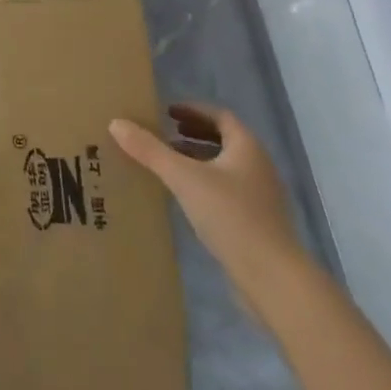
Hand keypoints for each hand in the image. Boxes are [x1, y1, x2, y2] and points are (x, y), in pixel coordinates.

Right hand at [110, 103, 307, 300]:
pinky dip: (205, 184)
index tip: (167, 112)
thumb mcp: (184, 178)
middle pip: (224, 140)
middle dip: (194, 134)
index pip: (220, 116)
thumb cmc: (231, 216)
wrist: (273, 279)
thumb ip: (150, 151)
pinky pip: (227, 191)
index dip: (193, 110)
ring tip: (169, 164)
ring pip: (225, 167)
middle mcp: (258, 166)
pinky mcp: (257, 224)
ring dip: (198, 160)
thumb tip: (116, 123)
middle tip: (165, 134)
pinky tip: (186, 199)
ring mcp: (260, 197)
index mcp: (247, 147)